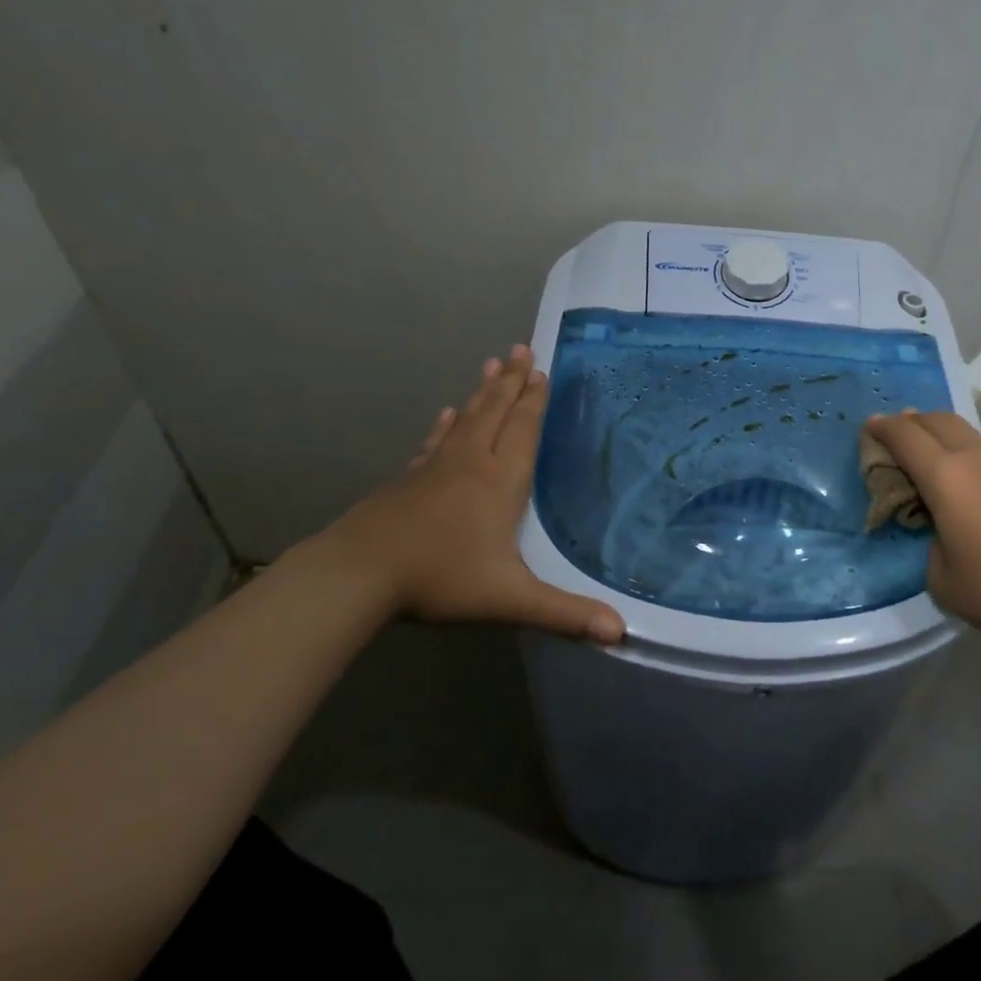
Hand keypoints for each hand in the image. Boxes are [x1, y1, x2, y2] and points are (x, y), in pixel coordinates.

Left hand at [313, 345, 624, 642]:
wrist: (359, 573)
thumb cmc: (441, 578)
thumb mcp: (510, 599)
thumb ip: (565, 613)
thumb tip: (620, 632)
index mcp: (501, 481)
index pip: (523, 429)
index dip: (534, 400)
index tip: (541, 370)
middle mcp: (471, 463)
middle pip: (496, 412)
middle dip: (512, 381)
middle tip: (520, 348)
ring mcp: (435, 468)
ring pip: (466, 420)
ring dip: (482, 393)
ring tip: (492, 364)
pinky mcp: (408, 480)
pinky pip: (434, 443)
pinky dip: (444, 426)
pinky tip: (446, 414)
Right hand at [864, 411, 980, 655]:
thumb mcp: (940, 575)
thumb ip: (929, 533)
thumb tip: (938, 516)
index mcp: (946, 478)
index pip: (904, 436)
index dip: (883, 428)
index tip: (872, 426)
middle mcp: (979, 455)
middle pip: (938, 420)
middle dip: (914, 422)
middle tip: (904, 433)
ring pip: (975, 438)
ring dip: (955, 446)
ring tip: (957, 474)